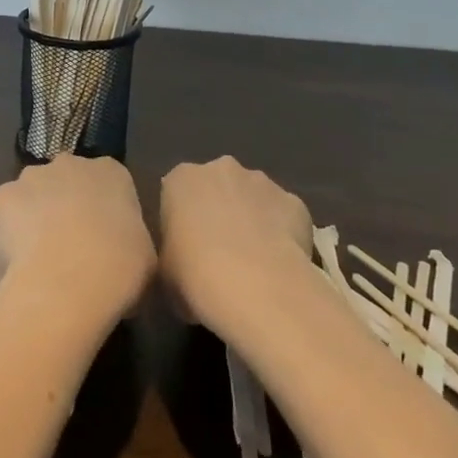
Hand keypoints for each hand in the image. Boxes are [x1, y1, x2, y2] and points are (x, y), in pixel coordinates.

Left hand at [0, 155, 155, 331]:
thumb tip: (118, 255)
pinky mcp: (1, 197)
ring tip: (38, 262)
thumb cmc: (119, 269)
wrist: (68, 283)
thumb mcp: (145, 256)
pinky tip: (15, 266)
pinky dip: (7, 237)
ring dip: (33, 219)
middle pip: (65, 182)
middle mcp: (70, 163)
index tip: (101, 242)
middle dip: (65, 208)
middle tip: (68, 250)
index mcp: (111, 172)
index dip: (102, 212)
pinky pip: (4, 218)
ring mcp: (32, 177)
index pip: (107, 182)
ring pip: (31, 196)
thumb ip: (130, 241)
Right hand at [159, 156, 313, 339]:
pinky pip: (284, 217)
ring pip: (253, 198)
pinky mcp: (294, 202)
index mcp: (182, 179)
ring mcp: (262, 182)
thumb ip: (172, 258)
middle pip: (217, 187)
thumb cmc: (195, 278)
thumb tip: (182, 265)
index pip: (177, 194)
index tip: (186, 251)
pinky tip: (280, 267)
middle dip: (219, 212)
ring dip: (251, 220)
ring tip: (254, 265)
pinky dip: (283, 235)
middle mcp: (221, 168)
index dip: (182, 222)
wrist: (257, 288)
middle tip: (219, 255)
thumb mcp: (163, 276)